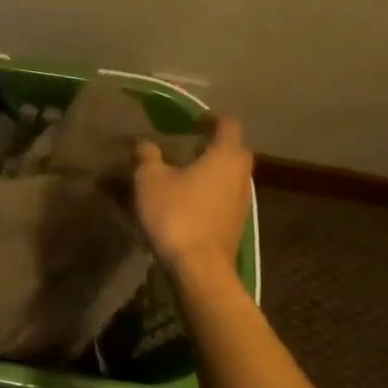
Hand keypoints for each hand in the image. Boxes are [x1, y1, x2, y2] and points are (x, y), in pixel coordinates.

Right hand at [133, 116, 253, 279]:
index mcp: (225, 157)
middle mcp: (241, 176)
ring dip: (214, 170)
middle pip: (235, 150)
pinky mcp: (236, 225)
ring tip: (186, 172)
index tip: (194, 119)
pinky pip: (226, 197)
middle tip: (190, 144)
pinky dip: (212, 191)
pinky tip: (189, 200)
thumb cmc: (176, 214)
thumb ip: (148, 156)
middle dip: (216, 144)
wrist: (199, 269)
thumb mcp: (150, 179)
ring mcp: (242, 202)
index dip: (212, 118)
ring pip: (232, 175)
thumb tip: (145, 143)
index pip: (228, 125)